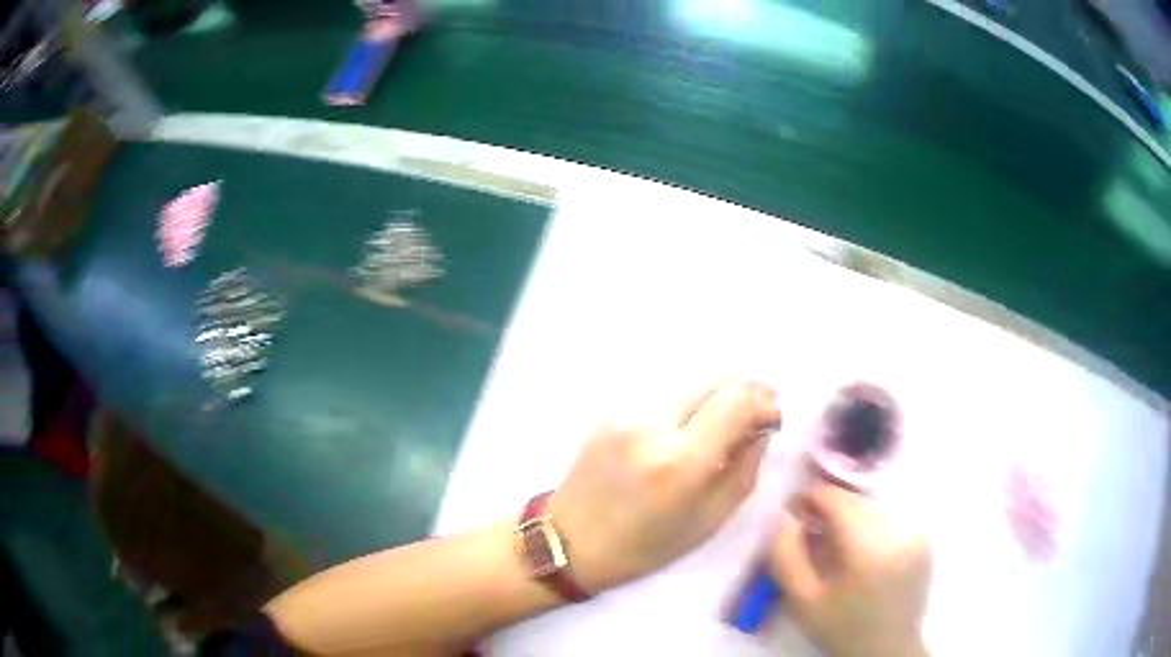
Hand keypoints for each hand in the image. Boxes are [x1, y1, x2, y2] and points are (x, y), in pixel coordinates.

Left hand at [549, 380, 781, 592]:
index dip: (765, 404)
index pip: (736, 404)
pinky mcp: (610, 412)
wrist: (571, 541)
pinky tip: (692, 423)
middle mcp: (652, 426)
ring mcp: (626, 413)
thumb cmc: (645, 546)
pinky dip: (687, 403)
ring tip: (730, 415)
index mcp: (680, 463)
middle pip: (714, 380)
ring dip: (718, 394)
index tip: (775, 417)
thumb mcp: (708, 521)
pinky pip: (663, 396)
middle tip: (761, 407)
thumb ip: (743, 469)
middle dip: (747, 389)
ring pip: (689, 384)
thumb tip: (761, 429)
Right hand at [770, 484, 930, 656]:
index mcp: (867, 546)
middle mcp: (897, 529)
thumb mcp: (801, 600)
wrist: (887, 648)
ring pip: (874, 506)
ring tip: (835, 540)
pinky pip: (891, 516)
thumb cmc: (841, 627)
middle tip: (809, 526)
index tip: (793, 508)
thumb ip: (786, 555)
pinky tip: (861, 548)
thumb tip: (785, 517)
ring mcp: (915, 531)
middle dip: (830, 507)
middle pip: (856, 500)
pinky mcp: (924, 538)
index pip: (836, 499)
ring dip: (851, 514)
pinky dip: (871, 523)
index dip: (811, 496)